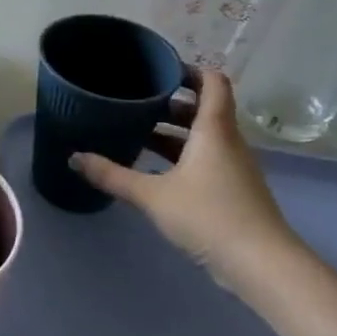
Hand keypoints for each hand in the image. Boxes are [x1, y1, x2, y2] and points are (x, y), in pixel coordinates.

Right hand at [71, 70, 303, 297]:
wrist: (262, 266)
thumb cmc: (209, 217)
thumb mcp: (153, 195)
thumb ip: (112, 175)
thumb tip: (74, 157)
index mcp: (214, 130)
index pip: (212, 82)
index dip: (189, 70)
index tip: (158, 69)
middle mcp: (227, 142)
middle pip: (203, 109)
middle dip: (170, 102)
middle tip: (134, 100)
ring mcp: (233, 167)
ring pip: (202, 136)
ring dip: (172, 131)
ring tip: (136, 131)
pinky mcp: (232, 190)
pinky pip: (204, 158)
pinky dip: (180, 155)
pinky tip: (153, 168)